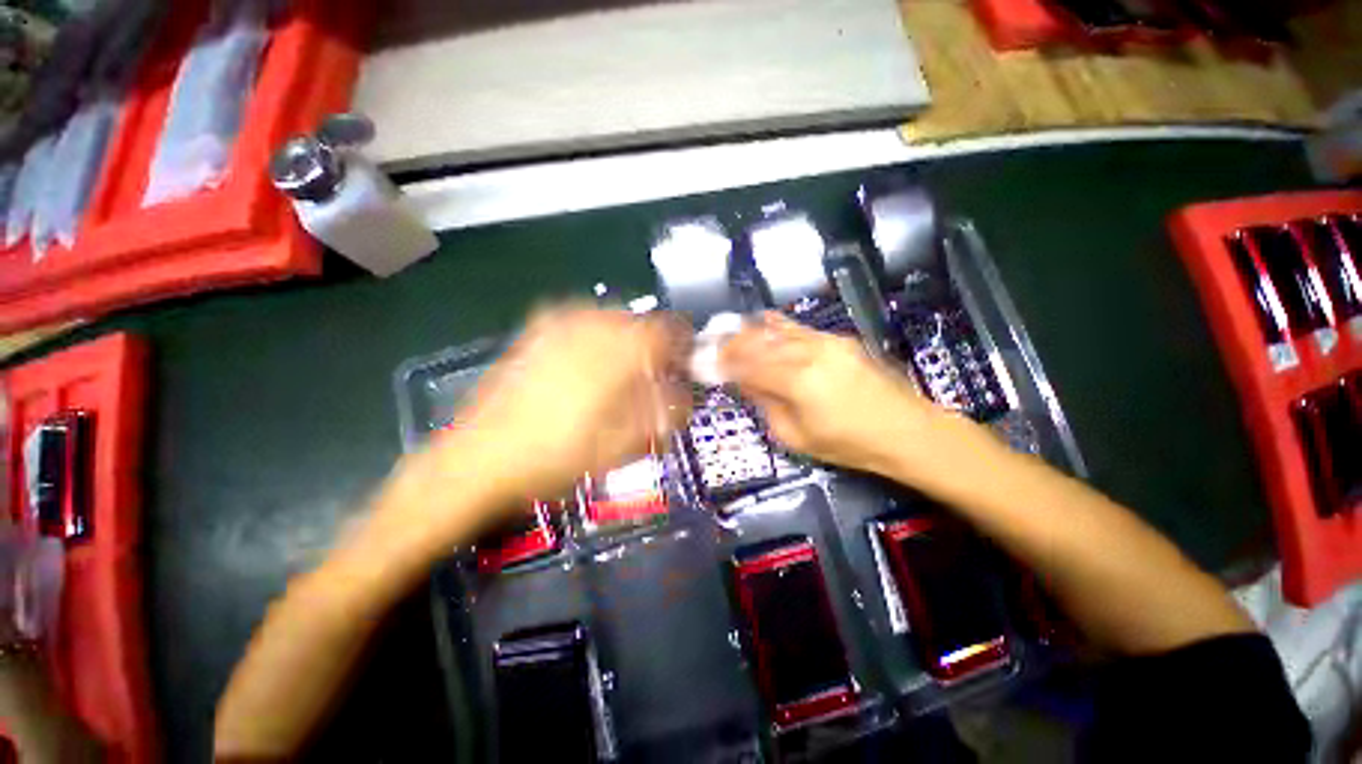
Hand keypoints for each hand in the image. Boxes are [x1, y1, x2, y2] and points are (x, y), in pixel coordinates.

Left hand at [438, 306, 691, 505]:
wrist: (481, 458)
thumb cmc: (559, 456)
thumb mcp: (625, 445)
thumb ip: (665, 415)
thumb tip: (684, 398)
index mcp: (620, 348)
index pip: (671, 331)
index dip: (683, 349)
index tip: (683, 370)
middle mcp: (593, 323)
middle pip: (641, 323)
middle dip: (653, 349)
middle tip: (651, 380)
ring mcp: (560, 322)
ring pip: (612, 321)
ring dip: (625, 344)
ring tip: (618, 376)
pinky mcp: (537, 330)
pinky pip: (582, 324)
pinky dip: (596, 340)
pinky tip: (585, 368)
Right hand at [720, 312, 935, 475]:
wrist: (907, 431)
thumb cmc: (849, 444)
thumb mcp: (796, 437)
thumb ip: (766, 404)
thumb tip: (745, 382)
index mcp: (795, 380)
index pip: (747, 364)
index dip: (723, 361)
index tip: (706, 360)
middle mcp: (808, 352)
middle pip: (760, 340)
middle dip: (732, 341)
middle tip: (713, 342)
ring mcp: (826, 342)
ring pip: (778, 329)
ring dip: (752, 330)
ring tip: (733, 331)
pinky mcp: (839, 340)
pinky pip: (799, 329)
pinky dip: (777, 327)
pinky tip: (766, 324)